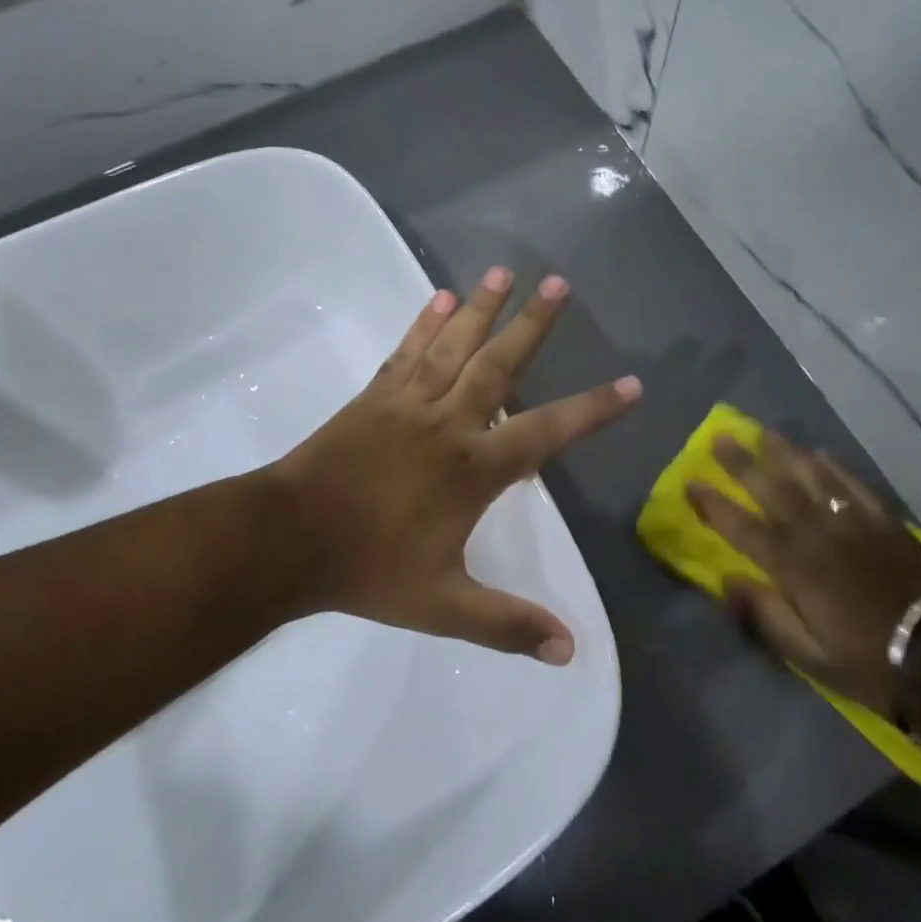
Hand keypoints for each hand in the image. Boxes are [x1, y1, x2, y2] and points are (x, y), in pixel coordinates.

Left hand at [268, 268, 641, 663]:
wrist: (288, 540)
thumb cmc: (368, 570)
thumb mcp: (443, 605)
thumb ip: (507, 623)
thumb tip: (569, 650)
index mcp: (474, 469)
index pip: (548, 431)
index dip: (594, 409)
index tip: (632, 384)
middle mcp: (449, 423)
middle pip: (499, 365)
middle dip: (533, 324)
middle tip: (558, 282)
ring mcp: (408, 404)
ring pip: (453, 346)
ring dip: (481, 307)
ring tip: (503, 271)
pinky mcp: (374, 397)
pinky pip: (406, 352)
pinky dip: (425, 324)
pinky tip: (440, 298)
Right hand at [686, 433, 920, 716]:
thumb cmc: (870, 661)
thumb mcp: (810, 656)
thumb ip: (767, 615)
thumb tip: (728, 580)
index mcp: (795, 568)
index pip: (743, 527)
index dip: (714, 505)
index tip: (690, 482)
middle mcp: (818, 535)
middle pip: (774, 490)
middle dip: (743, 464)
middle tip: (721, 438)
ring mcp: (854, 524)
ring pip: (812, 478)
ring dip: (785, 453)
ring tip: (764, 433)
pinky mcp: (885, 524)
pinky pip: (854, 486)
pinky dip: (834, 468)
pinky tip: (821, 454)